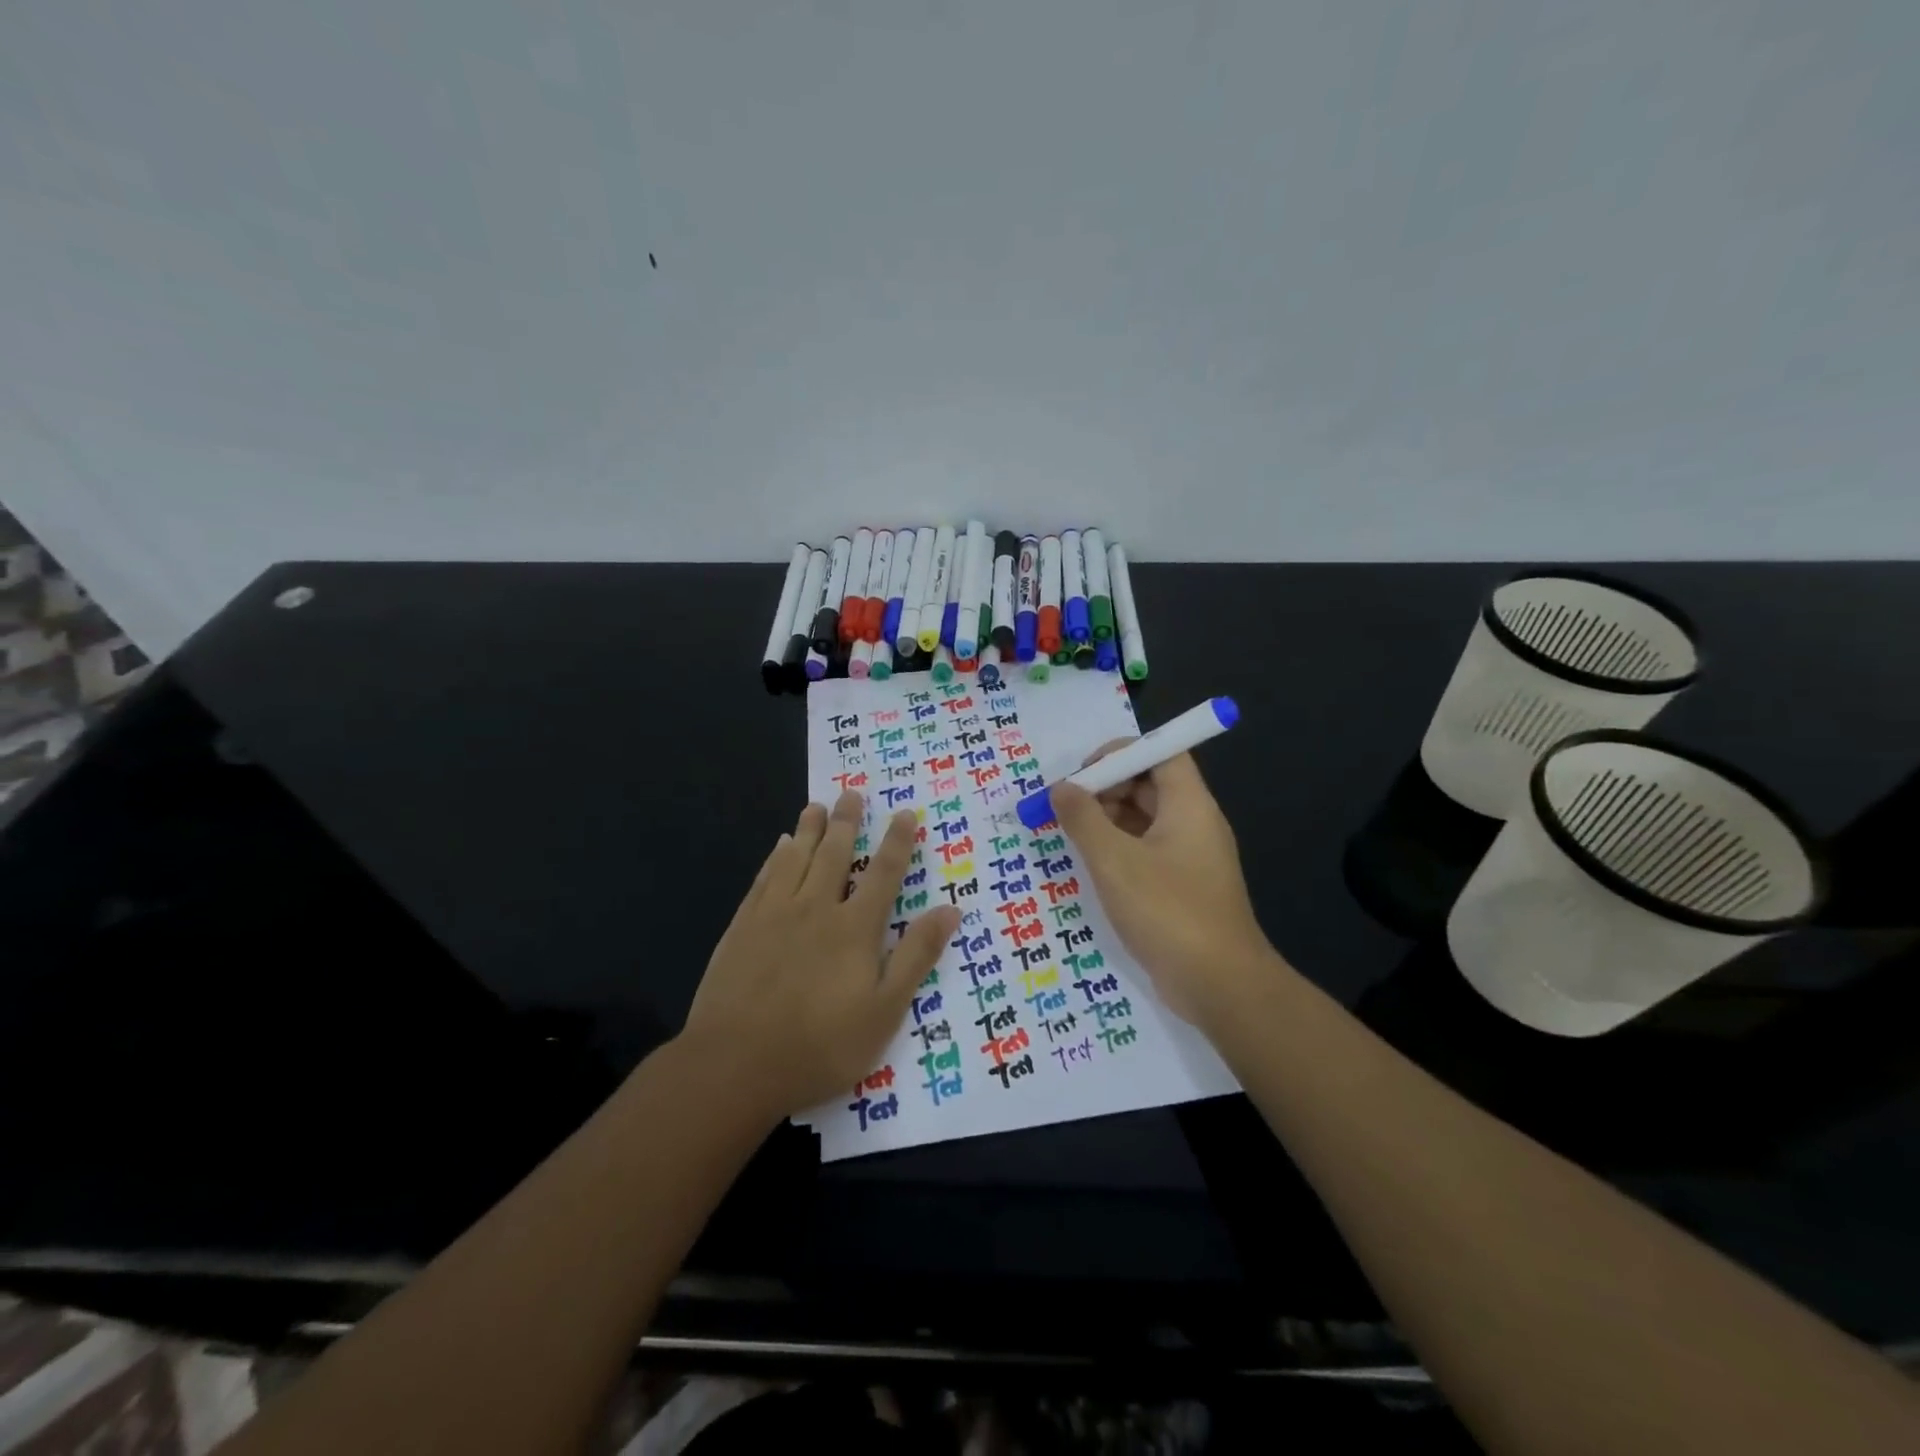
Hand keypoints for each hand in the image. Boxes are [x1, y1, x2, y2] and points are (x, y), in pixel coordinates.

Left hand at [680, 791, 959, 1118]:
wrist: (735, 1064)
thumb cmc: (820, 1045)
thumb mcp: (884, 1011)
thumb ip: (916, 956)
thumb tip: (950, 909)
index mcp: (855, 928)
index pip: (883, 874)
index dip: (896, 842)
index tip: (904, 813)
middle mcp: (816, 909)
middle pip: (835, 854)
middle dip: (847, 822)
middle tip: (851, 792)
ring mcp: (774, 915)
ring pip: (796, 858)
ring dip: (809, 829)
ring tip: (816, 805)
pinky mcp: (742, 927)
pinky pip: (763, 879)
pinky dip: (774, 857)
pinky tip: (778, 846)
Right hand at [1050, 744, 1275, 1026]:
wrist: (1220, 985)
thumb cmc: (1167, 911)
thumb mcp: (1114, 861)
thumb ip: (1083, 819)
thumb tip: (1061, 788)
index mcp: (1189, 805)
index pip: (1161, 752)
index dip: (1121, 753)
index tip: (1083, 774)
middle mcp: (1194, 823)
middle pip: (1149, 784)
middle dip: (1106, 789)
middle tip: (1067, 808)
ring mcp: (1190, 857)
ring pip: (1145, 820)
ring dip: (1107, 821)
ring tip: (1071, 837)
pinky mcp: (1182, 887)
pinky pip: (1147, 851)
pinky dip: (1118, 850)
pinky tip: (1090, 867)